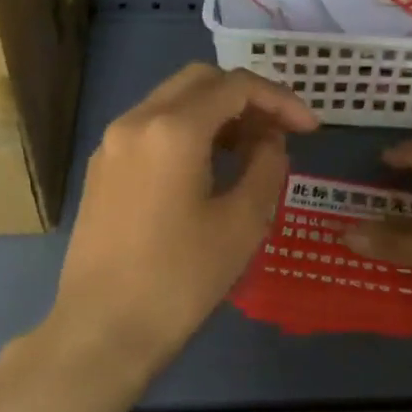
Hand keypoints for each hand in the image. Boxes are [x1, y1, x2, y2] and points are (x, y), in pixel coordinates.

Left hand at [47, 63, 317, 377]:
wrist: (101, 331)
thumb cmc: (179, 280)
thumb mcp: (242, 223)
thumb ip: (267, 165)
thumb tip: (269, 140)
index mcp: (173, 128)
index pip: (237, 86)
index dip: (281, 99)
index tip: (310, 129)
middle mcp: (137, 120)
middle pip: (201, 80)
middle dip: (246, 97)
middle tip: (277, 132)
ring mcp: (112, 142)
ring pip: (173, 99)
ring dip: (216, 112)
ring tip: (249, 150)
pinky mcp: (102, 166)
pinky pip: (152, 125)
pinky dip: (187, 129)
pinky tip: (207, 166)